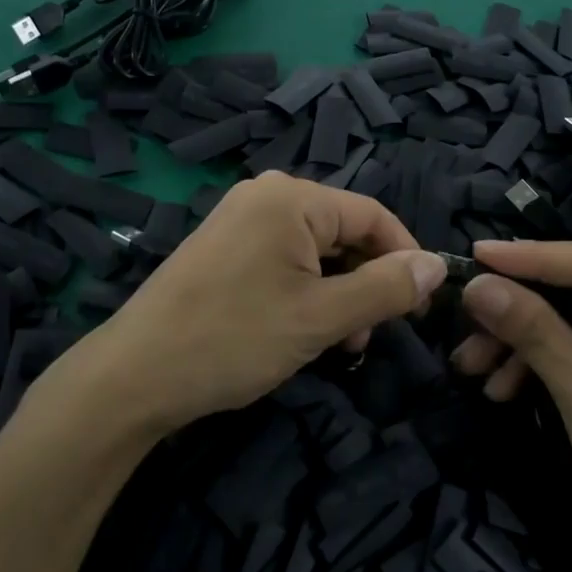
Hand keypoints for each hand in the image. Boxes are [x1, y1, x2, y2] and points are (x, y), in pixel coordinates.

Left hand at [85, 173, 447, 435]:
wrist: (135, 375)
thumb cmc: (235, 338)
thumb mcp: (322, 317)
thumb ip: (385, 288)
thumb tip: (436, 265)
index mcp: (291, 198)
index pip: (372, 215)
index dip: (405, 257)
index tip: (422, 306)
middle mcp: (265, 196)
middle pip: (342, 232)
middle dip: (365, 282)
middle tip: (368, 338)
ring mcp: (239, 220)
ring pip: (314, 251)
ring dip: (336, 294)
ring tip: (336, 345)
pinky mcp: (222, 247)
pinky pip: (282, 260)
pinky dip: (304, 292)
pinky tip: (301, 331)